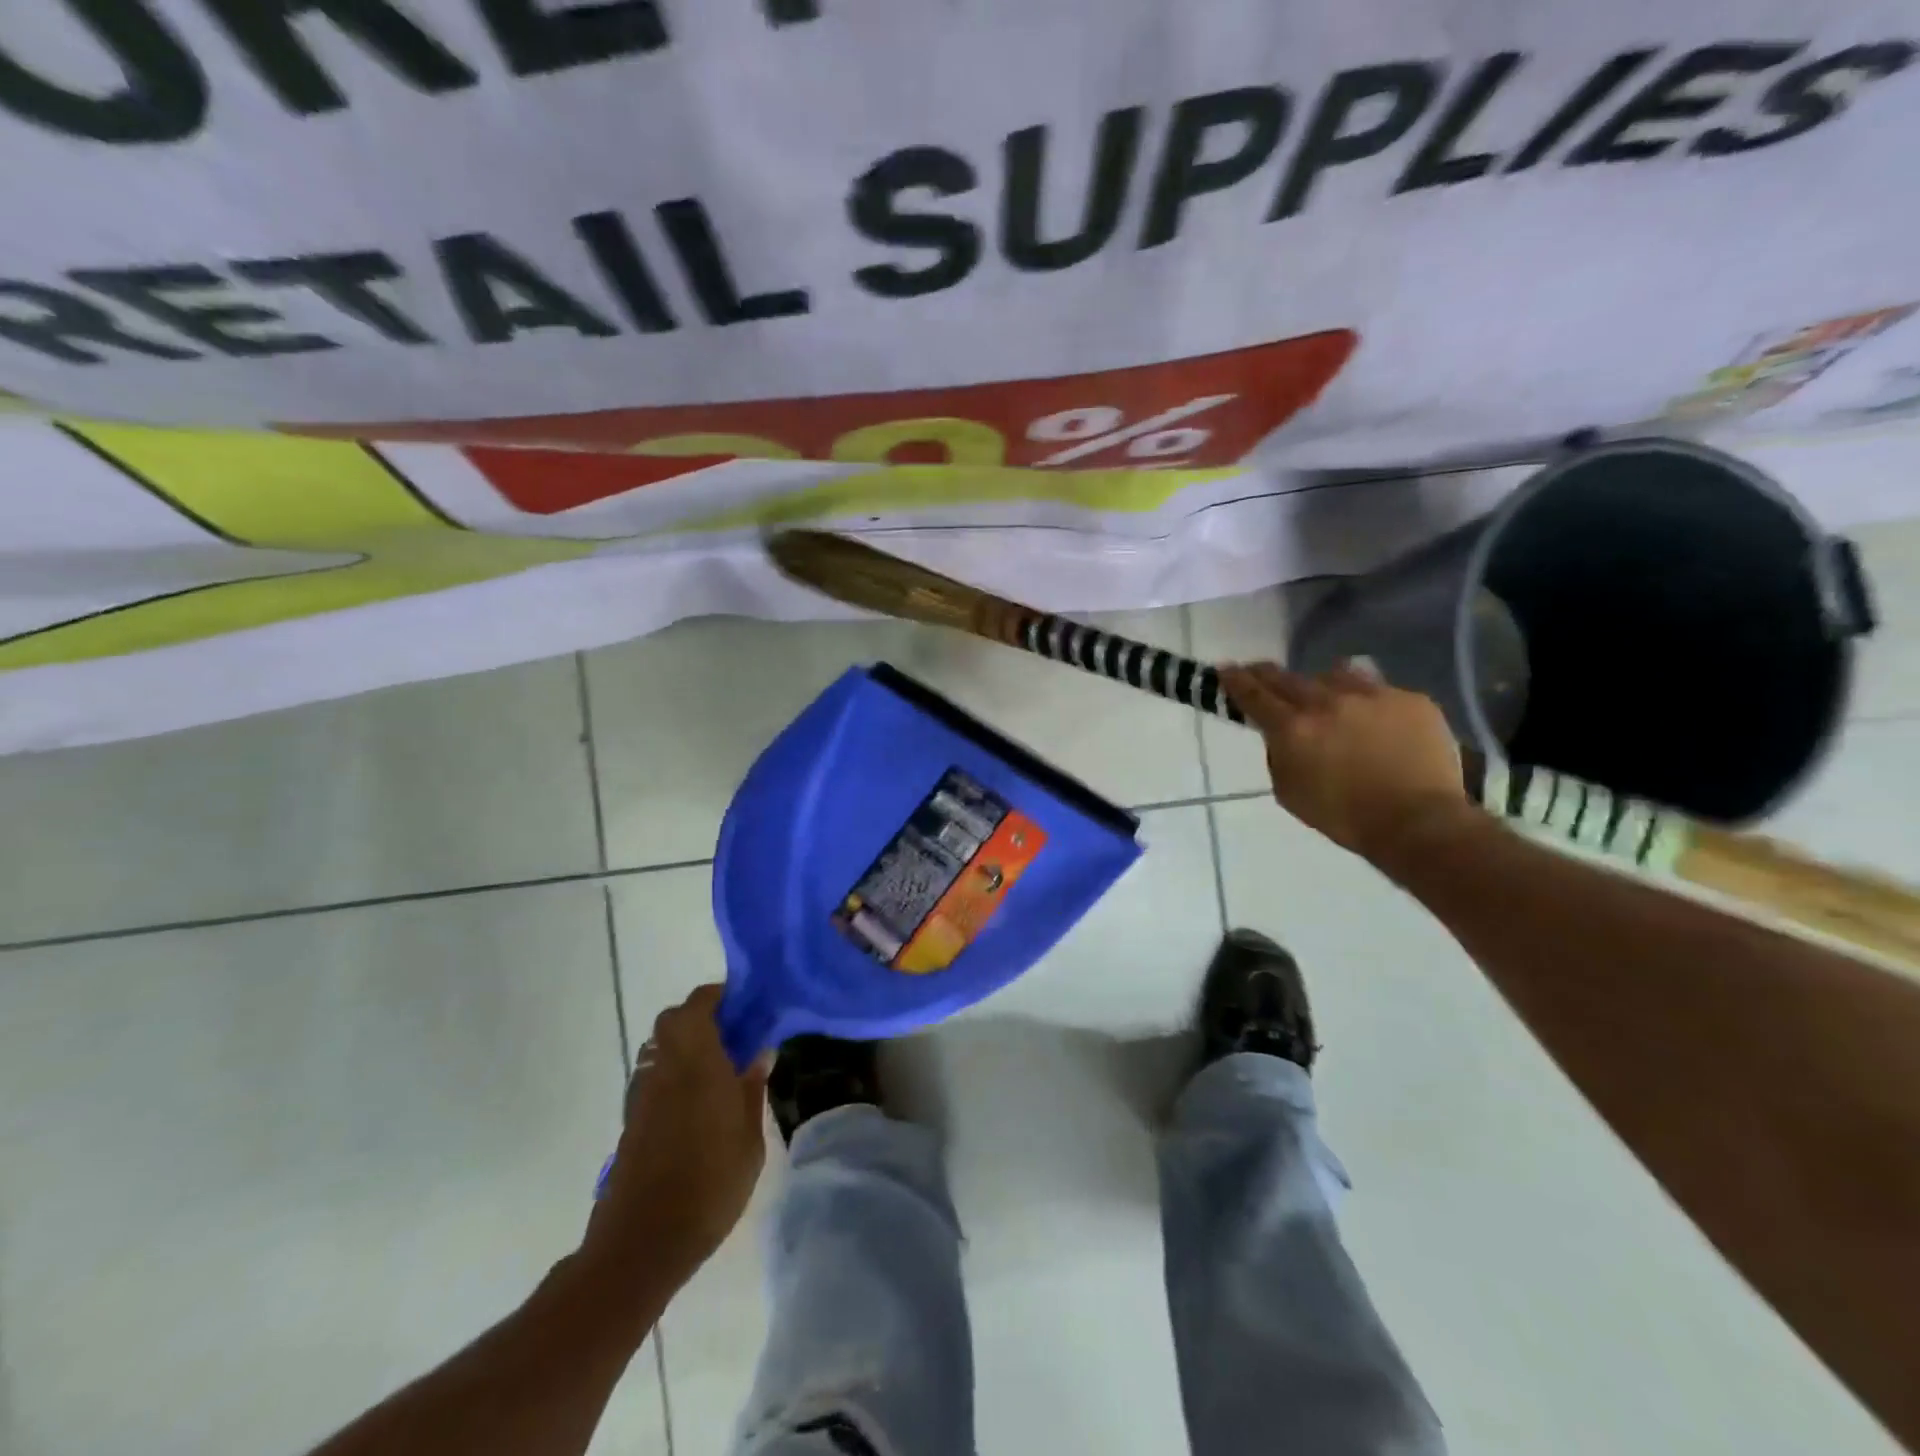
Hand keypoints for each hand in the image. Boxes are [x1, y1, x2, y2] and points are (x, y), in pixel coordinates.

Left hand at [585, 985, 770, 1283]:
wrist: (643, 1242)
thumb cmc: (709, 1183)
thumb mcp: (750, 1137)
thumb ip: (753, 1088)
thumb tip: (760, 1053)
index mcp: (696, 1060)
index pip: (698, 1004)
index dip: (720, 996)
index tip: (746, 1004)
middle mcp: (665, 1067)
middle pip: (674, 1021)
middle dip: (702, 1017)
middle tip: (735, 1034)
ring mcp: (644, 1093)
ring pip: (662, 1047)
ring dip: (687, 1045)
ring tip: (721, 1067)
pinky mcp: (633, 1119)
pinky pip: (656, 1076)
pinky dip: (675, 1073)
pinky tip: (700, 1101)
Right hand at [1220, 661, 1472, 864]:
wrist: (1419, 823)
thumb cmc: (1345, 817)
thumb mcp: (1289, 792)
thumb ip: (1279, 755)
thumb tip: (1280, 735)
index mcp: (1293, 729)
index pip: (1254, 695)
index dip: (1236, 680)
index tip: (1225, 669)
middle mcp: (1328, 702)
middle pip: (1287, 677)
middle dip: (1268, 674)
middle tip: (1259, 673)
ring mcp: (1372, 695)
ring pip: (1334, 674)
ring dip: (1320, 683)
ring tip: (1324, 696)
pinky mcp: (1410, 699)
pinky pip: (1377, 689)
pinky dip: (1366, 701)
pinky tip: (1372, 719)